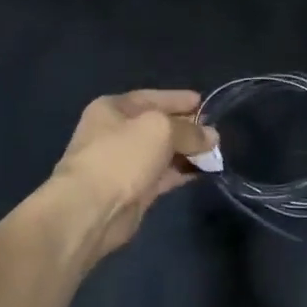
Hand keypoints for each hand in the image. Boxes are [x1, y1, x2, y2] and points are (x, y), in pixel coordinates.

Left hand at [48, 90, 217, 256]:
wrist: (90, 210)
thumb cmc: (121, 156)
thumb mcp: (160, 129)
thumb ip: (189, 130)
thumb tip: (211, 136)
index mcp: (112, 108)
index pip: (151, 97)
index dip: (178, 99)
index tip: (203, 102)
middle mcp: (115, 133)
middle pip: (157, 125)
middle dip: (186, 127)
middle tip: (214, 131)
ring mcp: (123, 164)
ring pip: (161, 152)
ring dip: (187, 151)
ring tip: (215, 152)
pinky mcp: (132, 191)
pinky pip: (163, 175)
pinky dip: (181, 171)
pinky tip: (204, 171)